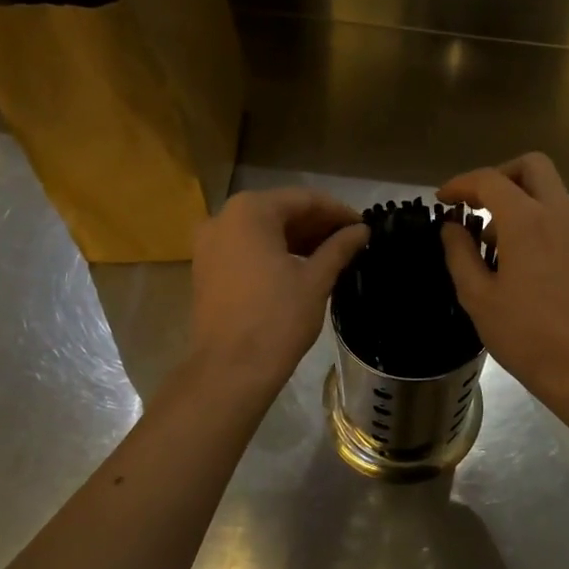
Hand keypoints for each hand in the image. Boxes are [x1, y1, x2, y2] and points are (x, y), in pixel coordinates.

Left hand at [188, 188, 368, 395]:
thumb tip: (362, 230)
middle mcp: (223, 217)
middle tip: (350, 240)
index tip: (363, 225)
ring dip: (296, 238)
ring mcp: (209, 243)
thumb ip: (339, 248)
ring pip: (261, 230)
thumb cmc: (278, 318)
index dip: (337, 211)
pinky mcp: (205, 268)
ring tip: (331, 254)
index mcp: (251, 211)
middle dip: (316, 224)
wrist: (230, 369)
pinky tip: (300, 266)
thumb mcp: (315, 280)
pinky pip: (245, 248)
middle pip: (279, 211)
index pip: (304, 199)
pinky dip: (273, 251)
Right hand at [438, 154, 568, 405]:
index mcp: (527, 220)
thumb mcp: (478, 297)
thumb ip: (460, 254)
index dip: (461, 184)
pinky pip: (559, 216)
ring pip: (549, 190)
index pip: (490, 180)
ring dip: (518, 199)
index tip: (442, 200)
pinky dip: (535, 219)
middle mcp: (558, 214)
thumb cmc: (527, 335)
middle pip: (532, 166)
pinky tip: (517, 259)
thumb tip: (452, 227)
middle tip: (475, 204)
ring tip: (491, 242)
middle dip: (499, 176)